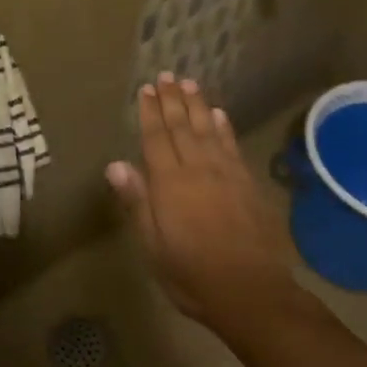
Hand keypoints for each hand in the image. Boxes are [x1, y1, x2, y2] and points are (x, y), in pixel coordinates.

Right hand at [106, 73, 294, 326]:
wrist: (251, 291)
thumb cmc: (192, 275)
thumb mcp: (153, 246)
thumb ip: (137, 202)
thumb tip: (115, 164)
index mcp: (169, 184)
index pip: (156, 138)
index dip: (150, 112)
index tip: (146, 89)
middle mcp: (197, 169)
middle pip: (182, 127)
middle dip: (172, 100)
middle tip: (166, 75)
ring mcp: (226, 173)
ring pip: (208, 130)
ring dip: (197, 105)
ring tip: (189, 84)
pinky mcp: (247, 183)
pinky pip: (232, 146)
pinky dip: (224, 127)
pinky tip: (220, 115)